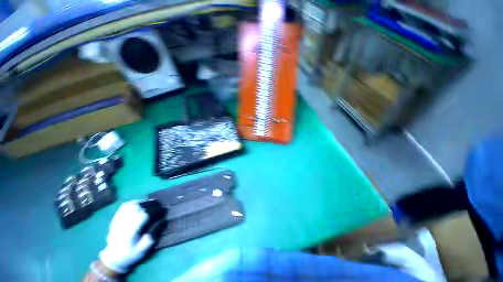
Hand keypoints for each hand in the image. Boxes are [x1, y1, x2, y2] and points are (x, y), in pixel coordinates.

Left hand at [99, 200, 160, 272]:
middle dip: (152, 204)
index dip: (156, 210)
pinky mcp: (116, 217)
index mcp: (131, 231)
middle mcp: (124, 222)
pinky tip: (141, 204)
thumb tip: (163, 220)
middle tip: (160, 206)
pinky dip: (136, 202)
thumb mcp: (144, 248)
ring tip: (151, 204)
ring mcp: (119, 219)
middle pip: (139, 207)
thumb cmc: (131, 253)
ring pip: (133, 204)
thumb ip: (154, 234)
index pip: (145, 214)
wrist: (113, 258)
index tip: (164, 211)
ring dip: (144, 202)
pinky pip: (126, 205)